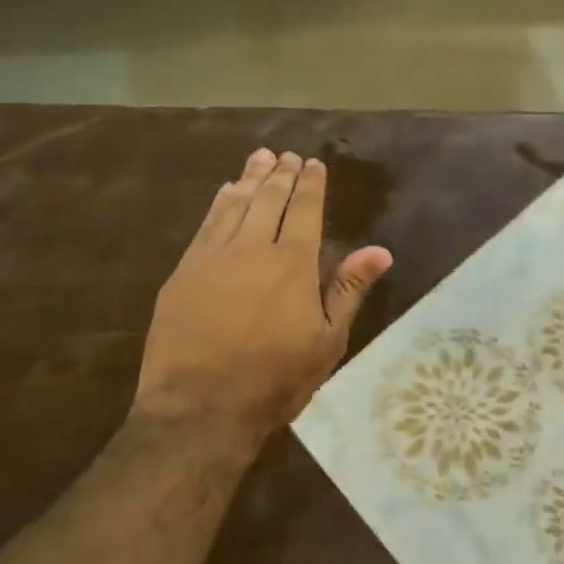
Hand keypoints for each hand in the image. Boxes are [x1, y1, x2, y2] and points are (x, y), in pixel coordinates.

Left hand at [134, 149, 392, 442]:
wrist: (199, 408)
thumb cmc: (274, 380)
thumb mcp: (326, 342)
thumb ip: (349, 290)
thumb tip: (380, 251)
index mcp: (292, 264)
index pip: (304, 210)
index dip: (310, 184)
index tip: (314, 164)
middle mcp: (252, 248)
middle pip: (268, 199)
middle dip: (280, 173)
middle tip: (286, 154)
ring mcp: (212, 257)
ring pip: (235, 205)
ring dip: (250, 178)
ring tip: (260, 158)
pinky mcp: (183, 272)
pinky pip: (205, 225)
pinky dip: (219, 204)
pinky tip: (225, 193)